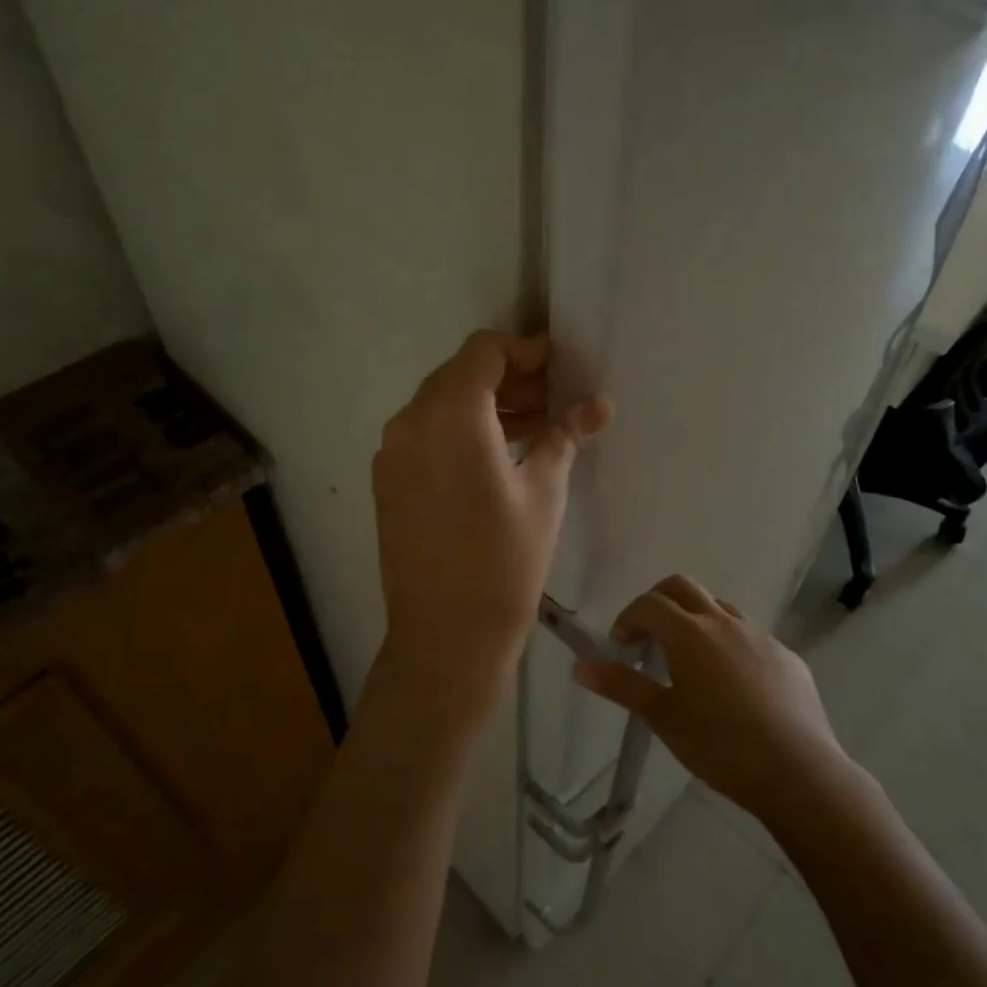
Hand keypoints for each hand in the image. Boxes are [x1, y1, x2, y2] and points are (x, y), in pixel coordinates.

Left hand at [372, 331, 610, 734]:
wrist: (445, 637)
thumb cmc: (505, 561)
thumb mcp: (543, 491)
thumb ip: (565, 435)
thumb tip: (598, 405)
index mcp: (450, 415)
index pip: (485, 351)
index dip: (526, 350)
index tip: (561, 366)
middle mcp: (410, 422)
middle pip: (461, 374)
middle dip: (510, 377)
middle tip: (556, 396)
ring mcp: (392, 452)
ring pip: (442, 404)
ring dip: (487, 404)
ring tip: (535, 425)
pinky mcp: (388, 480)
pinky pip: (426, 433)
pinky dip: (462, 429)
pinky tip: (498, 454)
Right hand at [574, 575, 845, 820]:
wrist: (798, 771)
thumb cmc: (720, 745)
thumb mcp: (663, 718)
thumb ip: (622, 686)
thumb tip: (580, 667)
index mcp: (689, 633)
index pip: (649, 603)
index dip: (629, 618)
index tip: (622, 647)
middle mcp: (724, 622)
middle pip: (683, 587)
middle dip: (658, 602)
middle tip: (648, 637)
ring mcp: (760, 636)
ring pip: (719, 608)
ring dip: (696, 620)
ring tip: (690, 662)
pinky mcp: (786, 656)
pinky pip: (750, 636)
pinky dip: (729, 644)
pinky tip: (734, 686)